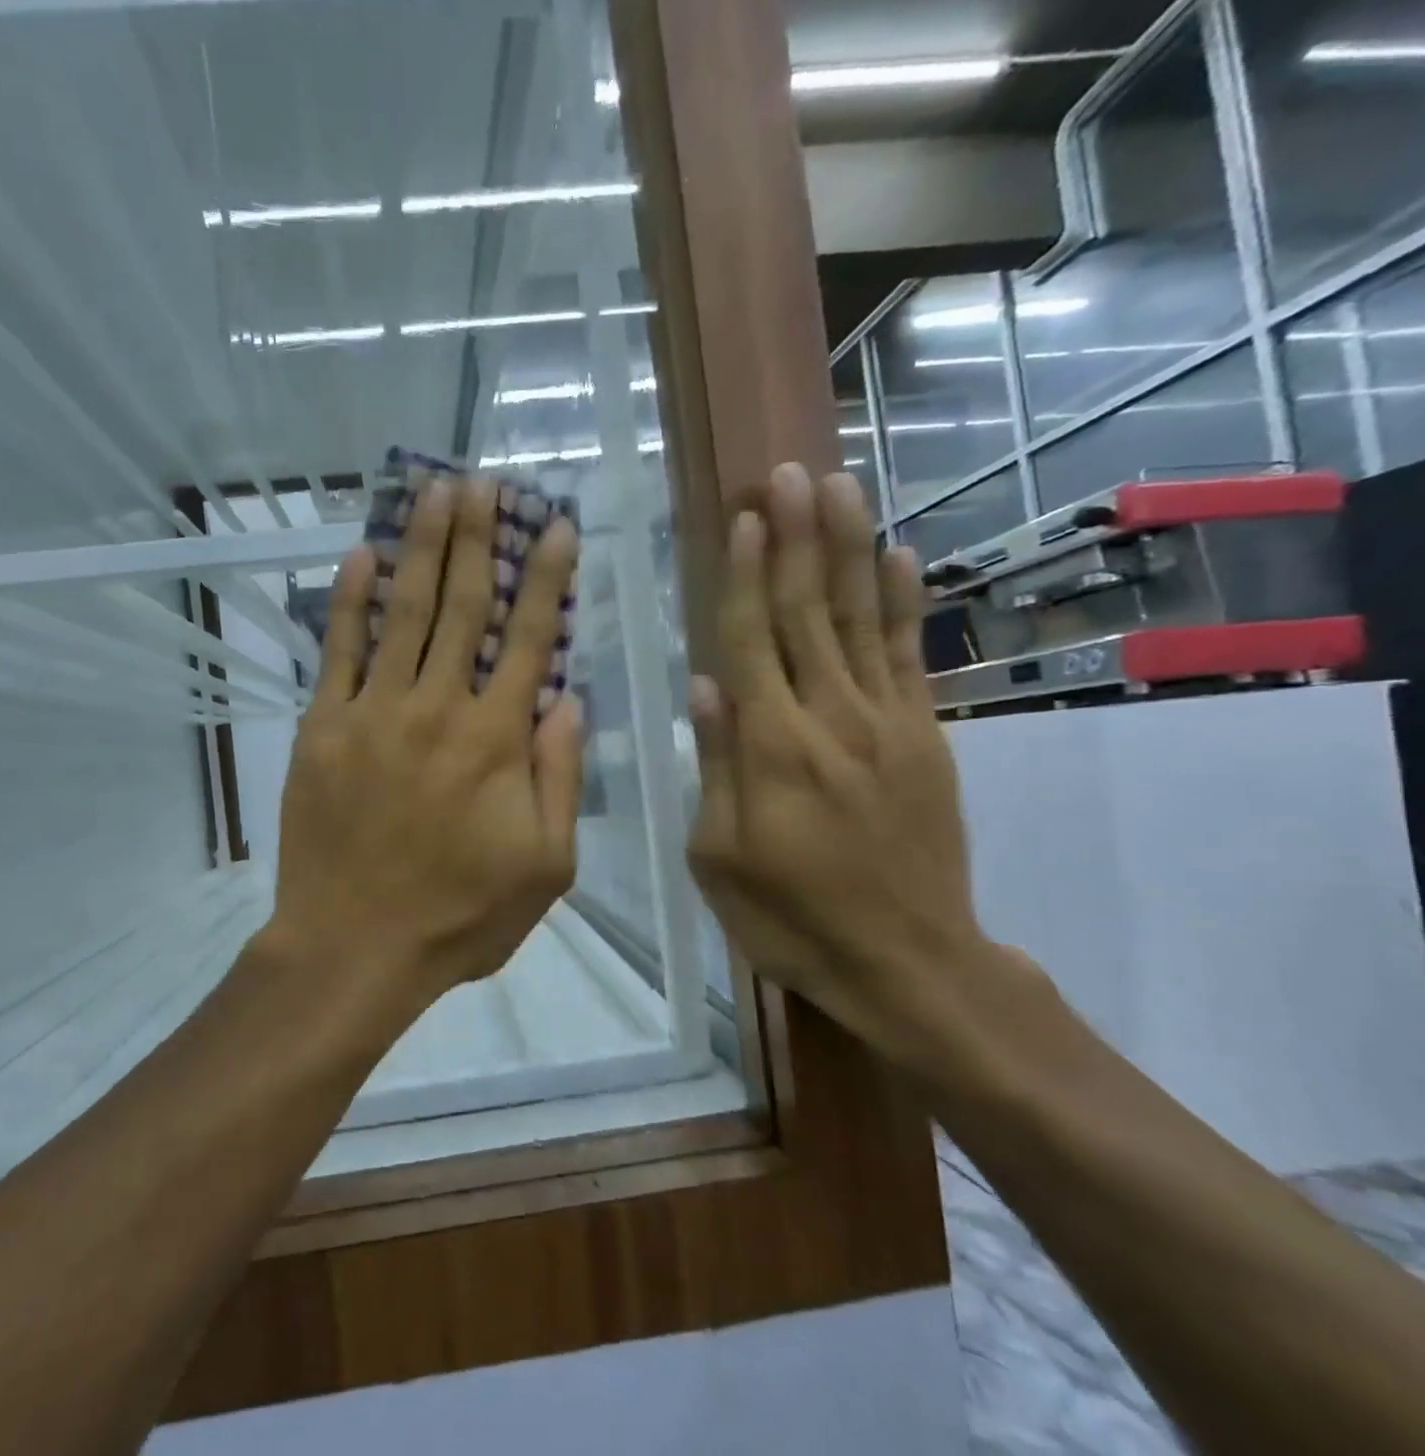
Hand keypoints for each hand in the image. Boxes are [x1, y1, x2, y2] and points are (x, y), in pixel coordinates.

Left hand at [261, 476, 583, 1009]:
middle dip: (477, 538)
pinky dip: (349, 599)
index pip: (529, 639)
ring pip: (405, 612)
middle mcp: (439, 709)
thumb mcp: (545, 866)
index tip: (553, 525)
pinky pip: (339, 650)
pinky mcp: (323, 726)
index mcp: (497, 741)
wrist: (355, 946)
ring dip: (422, 547)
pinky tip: (360, 554)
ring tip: (434, 492)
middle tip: (485, 481)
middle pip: (463, 606)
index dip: (544, 577)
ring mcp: (374, 712)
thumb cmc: (460, 915)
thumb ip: (560, 778)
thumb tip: (567, 700)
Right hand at [686, 464, 1019, 1074]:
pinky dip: (902, 603)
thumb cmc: (791, 917)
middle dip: (796, 537)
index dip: (744, 575)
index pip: (752, 640)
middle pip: (806, 612)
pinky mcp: (925, 737)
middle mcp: (830, 718)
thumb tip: (704, 684)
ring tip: (838, 486)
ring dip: (847, 548)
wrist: (908, 962)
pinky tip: (898, 556)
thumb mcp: (719, 857)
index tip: (743, 517)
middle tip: (789, 473)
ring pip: (859, 619)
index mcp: (772, 747)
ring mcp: (887, 722)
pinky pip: (910, 656)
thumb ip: (716, 764)